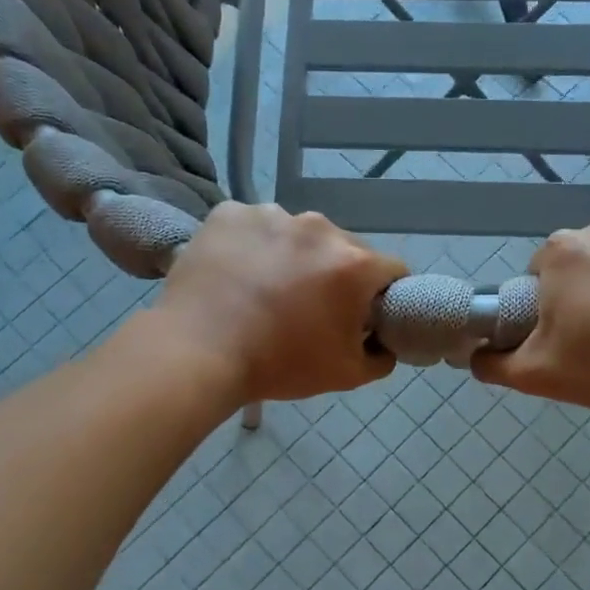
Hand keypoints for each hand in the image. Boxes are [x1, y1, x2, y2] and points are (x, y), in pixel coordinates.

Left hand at [154, 202, 407, 405]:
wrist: (197, 354)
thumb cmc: (280, 364)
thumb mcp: (347, 376)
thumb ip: (381, 357)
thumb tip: (383, 342)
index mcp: (354, 263)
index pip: (392, 270)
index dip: (384, 295)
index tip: (364, 315)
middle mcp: (319, 227)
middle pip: (343, 249)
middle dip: (335, 274)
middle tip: (309, 308)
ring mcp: (271, 215)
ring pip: (297, 235)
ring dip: (293, 256)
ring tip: (266, 290)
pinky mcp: (230, 213)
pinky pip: (254, 227)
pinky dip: (252, 246)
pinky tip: (238, 274)